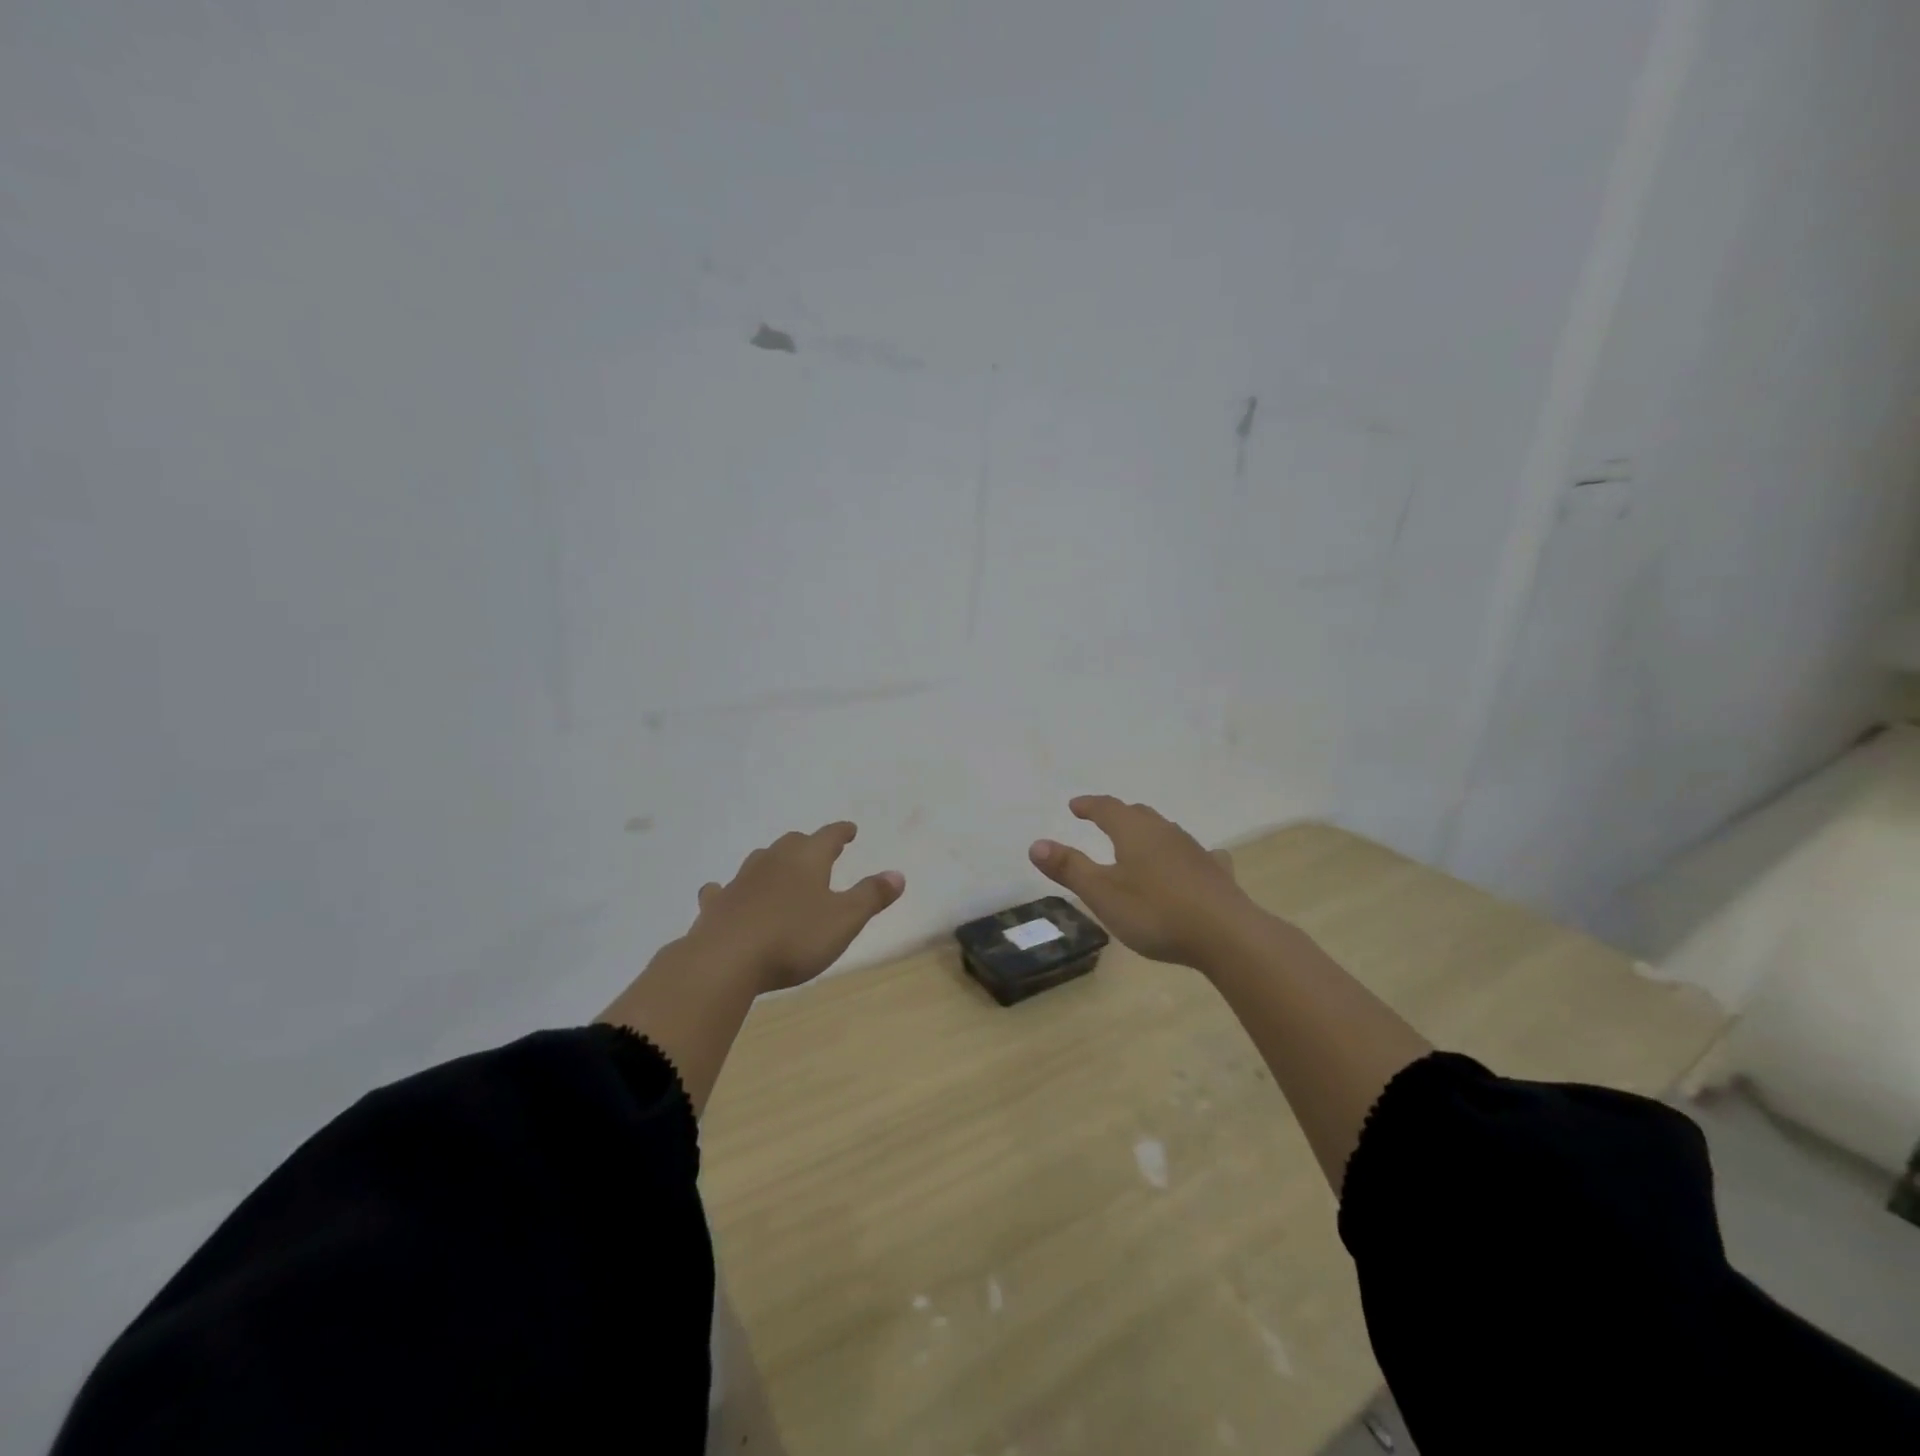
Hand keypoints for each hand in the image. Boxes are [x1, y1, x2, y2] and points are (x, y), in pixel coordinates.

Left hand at [689, 822, 904, 992]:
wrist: (725, 960)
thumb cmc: (793, 937)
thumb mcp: (844, 920)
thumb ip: (871, 896)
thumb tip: (897, 874)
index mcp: (807, 859)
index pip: (829, 836)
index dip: (842, 832)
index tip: (850, 830)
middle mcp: (773, 861)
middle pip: (793, 843)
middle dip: (809, 845)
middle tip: (820, 851)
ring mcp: (741, 881)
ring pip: (760, 861)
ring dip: (774, 863)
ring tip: (782, 871)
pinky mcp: (717, 904)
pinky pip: (724, 889)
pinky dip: (731, 889)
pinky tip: (725, 893)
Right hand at [1029, 795, 1264, 970]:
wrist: (1226, 935)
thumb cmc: (1155, 912)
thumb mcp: (1102, 893)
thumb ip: (1069, 868)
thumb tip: (1036, 843)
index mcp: (1134, 832)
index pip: (1107, 808)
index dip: (1089, 805)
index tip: (1075, 806)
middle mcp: (1165, 832)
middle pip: (1138, 814)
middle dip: (1118, 814)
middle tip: (1103, 819)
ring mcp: (1194, 851)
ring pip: (1166, 832)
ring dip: (1148, 832)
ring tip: (1138, 842)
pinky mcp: (1216, 873)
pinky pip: (1197, 855)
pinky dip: (1183, 855)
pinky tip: (1190, 864)